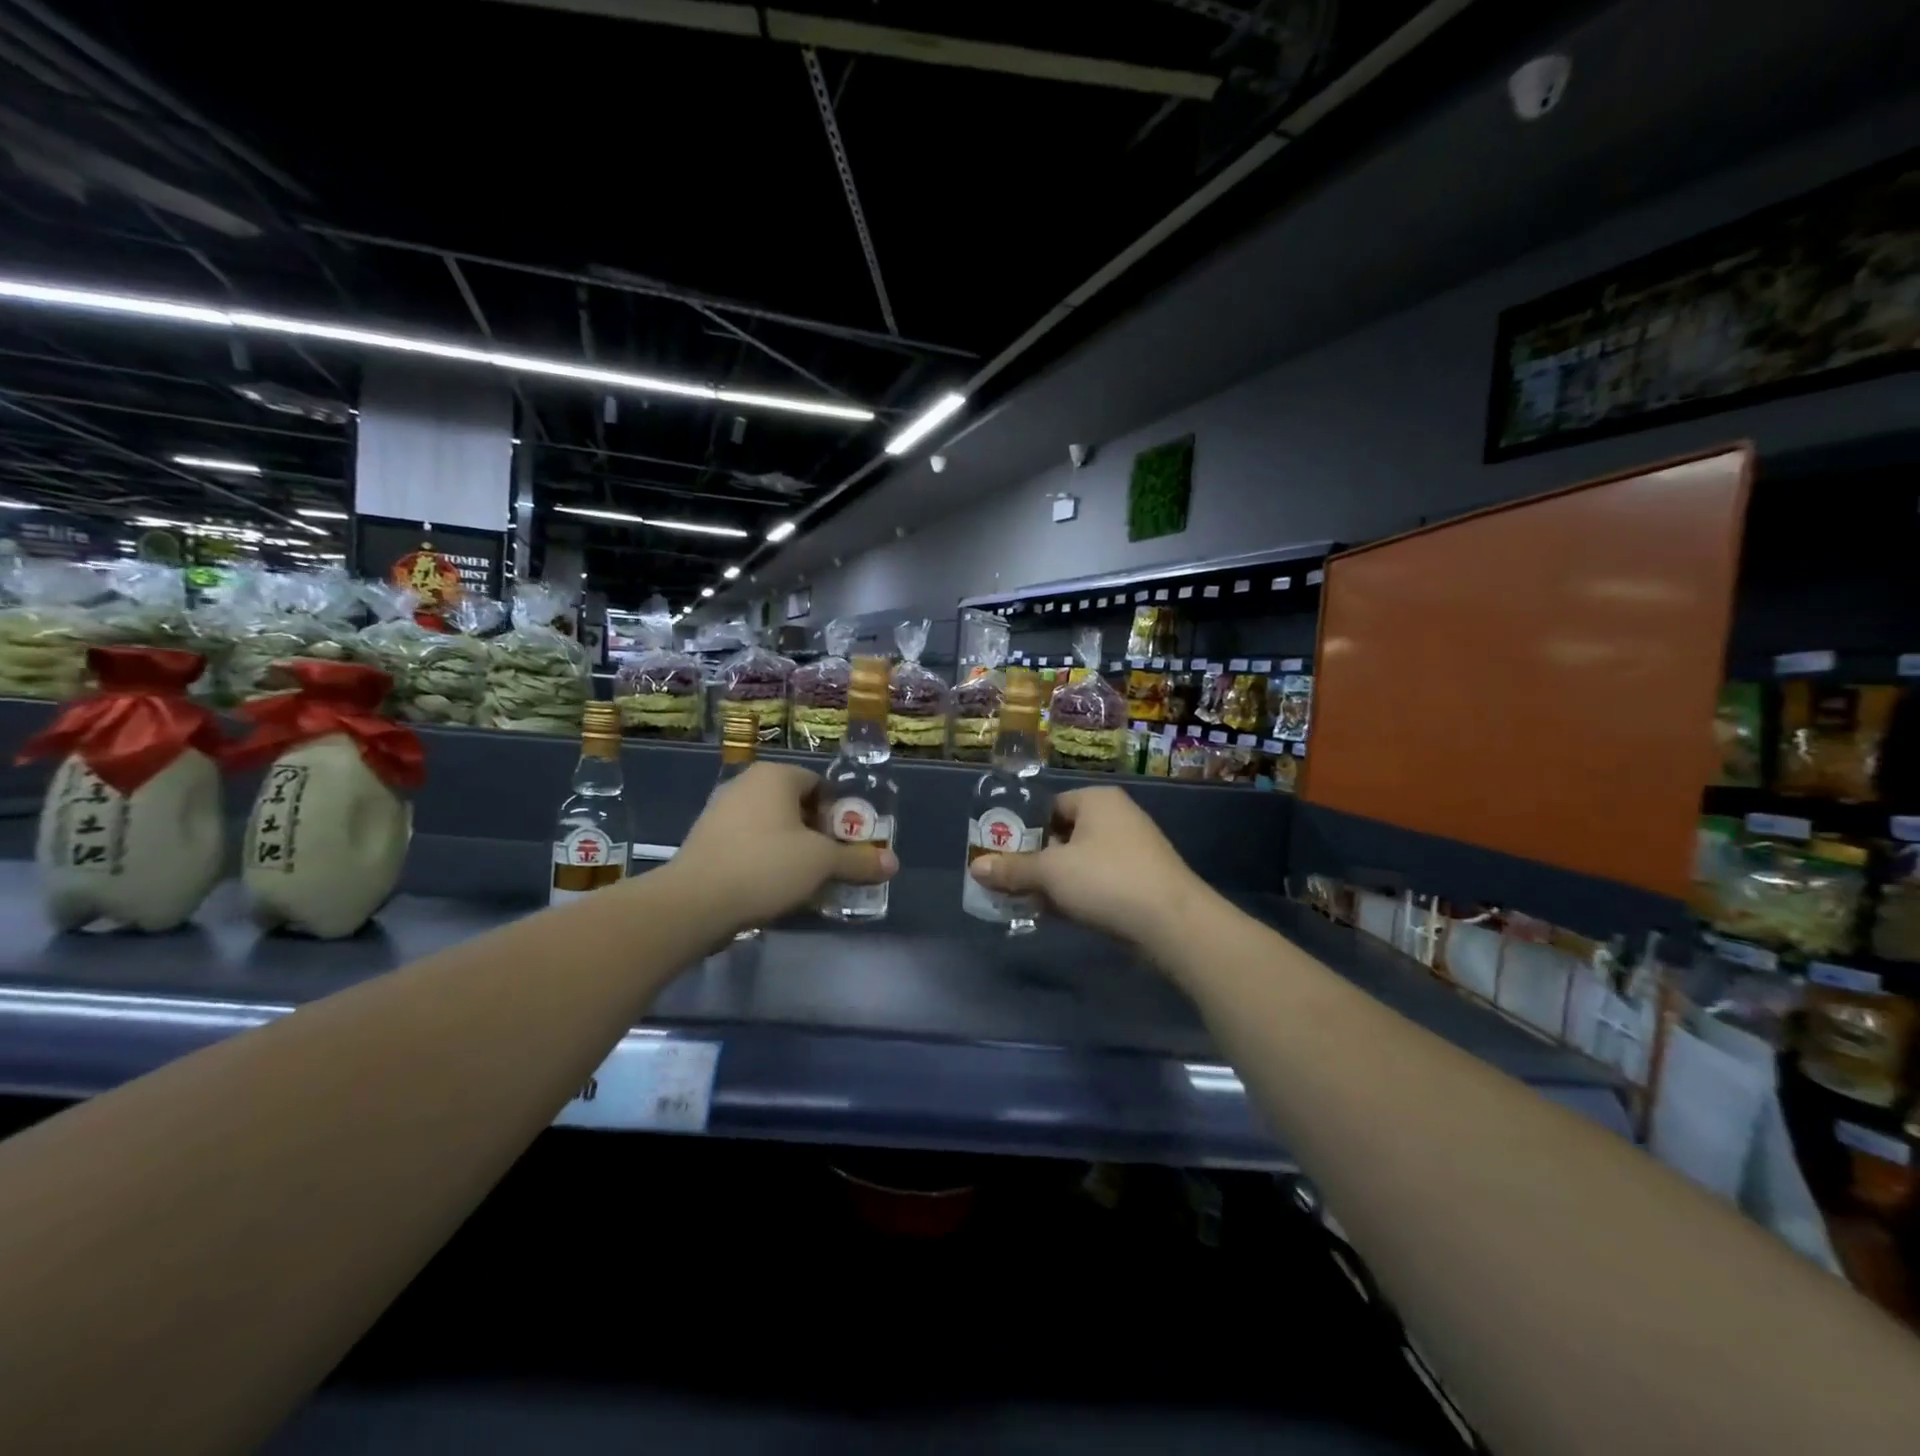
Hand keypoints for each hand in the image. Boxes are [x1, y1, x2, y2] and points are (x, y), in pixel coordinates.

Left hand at [670, 761, 896, 933]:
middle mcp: (745, 784)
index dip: (839, 814)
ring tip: (806, 881)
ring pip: (771, 827)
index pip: (820, 785)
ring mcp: (720, 811)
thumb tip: (893, 864)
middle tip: (831, 863)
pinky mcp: (704, 840)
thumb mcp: (821, 863)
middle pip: (795, 806)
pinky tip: (772, 888)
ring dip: (791, 849)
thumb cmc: (766, 866)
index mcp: (775, 776)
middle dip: (817, 834)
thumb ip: (858, 861)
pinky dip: (764, 860)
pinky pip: (747, 844)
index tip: (847, 844)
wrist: (694, 902)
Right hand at [967, 786, 1214, 953]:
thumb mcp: (1050, 872)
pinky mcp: (1141, 883)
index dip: (1023, 828)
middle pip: (1063, 835)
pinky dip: (1076, 896)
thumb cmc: (1107, 880)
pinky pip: (1098, 883)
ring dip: (1053, 882)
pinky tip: (1056, 915)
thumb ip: (1012, 869)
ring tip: (1025, 901)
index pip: (1050, 806)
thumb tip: (975, 868)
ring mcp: (1133, 852)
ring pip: (1079, 863)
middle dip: (1035, 859)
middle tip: (1008, 880)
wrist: (1172, 923)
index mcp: (1097, 801)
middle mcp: (1117, 818)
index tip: (1002, 852)